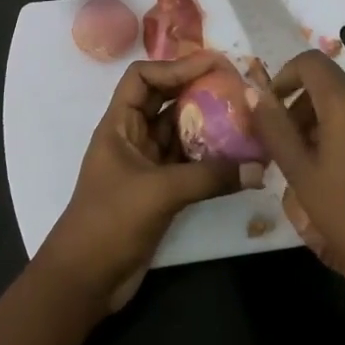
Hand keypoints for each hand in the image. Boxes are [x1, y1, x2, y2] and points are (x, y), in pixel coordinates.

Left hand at [38, 51, 241, 312]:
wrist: (86, 280)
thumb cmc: (110, 222)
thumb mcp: (160, 192)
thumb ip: (210, 177)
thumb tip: (259, 168)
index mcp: (118, 125)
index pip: (142, 77)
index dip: (174, 66)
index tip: (212, 65)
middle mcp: (132, 137)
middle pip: (164, 99)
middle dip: (197, 89)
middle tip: (235, 85)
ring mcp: (146, 164)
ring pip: (179, 131)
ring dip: (207, 123)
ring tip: (244, 116)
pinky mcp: (158, 190)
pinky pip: (188, 162)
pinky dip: (210, 157)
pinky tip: (238, 157)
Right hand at [248, 51, 344, 334]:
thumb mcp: (302, 176)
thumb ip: (275, 129)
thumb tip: (254, 93)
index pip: (309, 62)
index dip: (284, 77)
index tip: (271, 110)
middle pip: (331, 83)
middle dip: (303, 106)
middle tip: (289, 147)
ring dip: (327, 120)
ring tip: (315, 165)